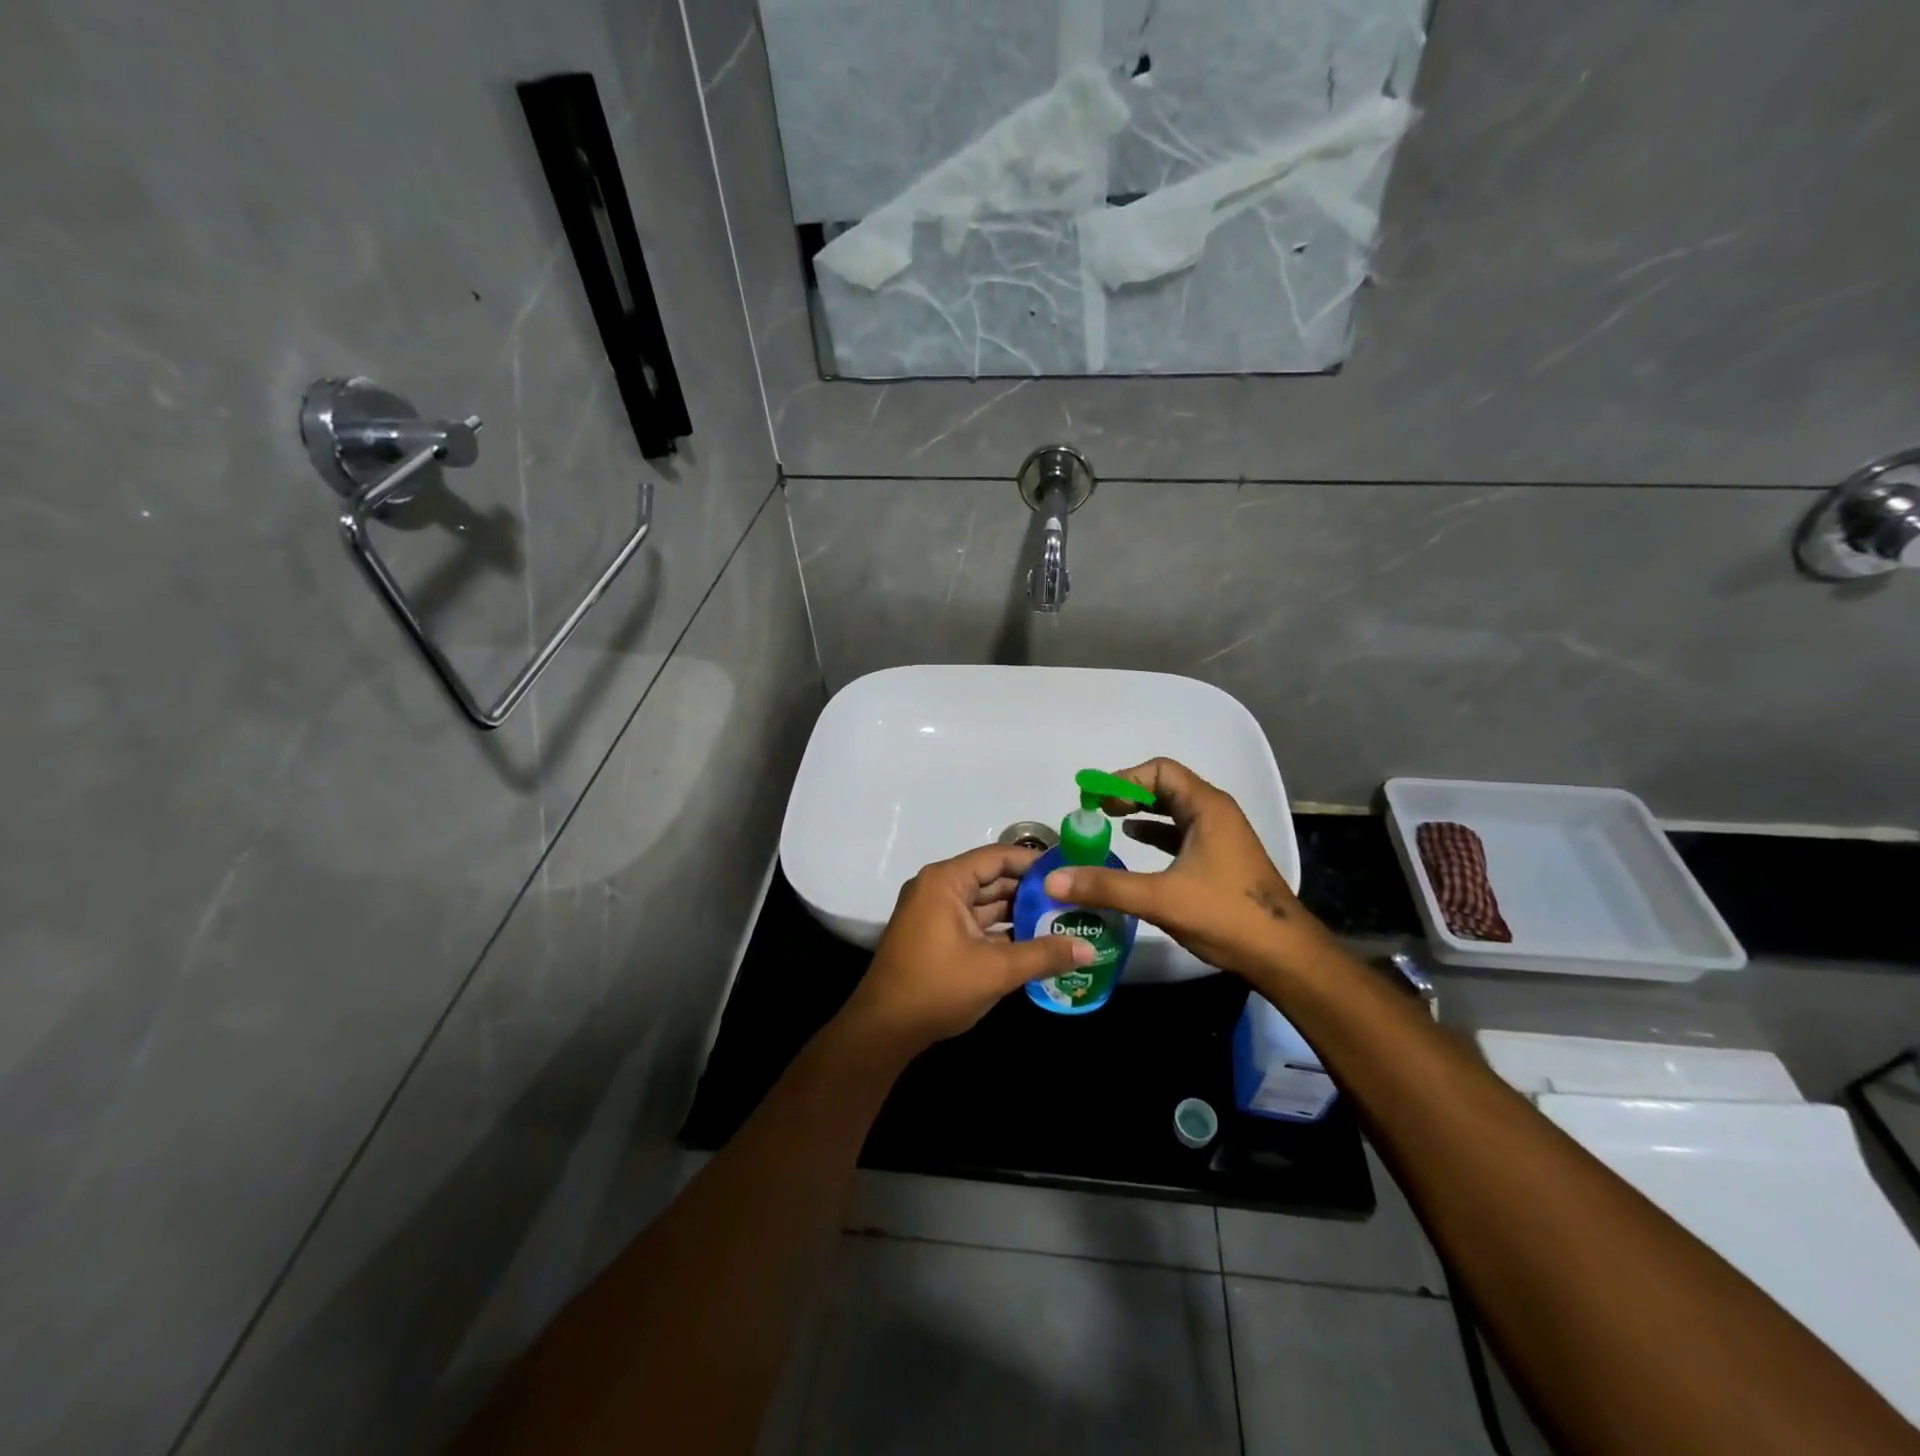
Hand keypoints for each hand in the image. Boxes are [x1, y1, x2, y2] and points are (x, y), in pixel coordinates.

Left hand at [842, 844, 1093, 1053]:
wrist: (883, 1030)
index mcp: (945, 881)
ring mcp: (934, 912)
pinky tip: (1034, 942)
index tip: (1070, 871)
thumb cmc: (937, 988)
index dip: (1035, 863)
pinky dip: (1000, 930)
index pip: (998, 857)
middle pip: (992, 879)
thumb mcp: (996, 971)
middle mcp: (938, 888)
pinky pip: (974, 922)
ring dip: (1018, 913)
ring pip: (984, 903)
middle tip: (1074, 900)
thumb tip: (1091, 949)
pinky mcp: (935, 935)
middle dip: (1030, 891)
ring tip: (1062, 920)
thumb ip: (1044, 955)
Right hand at [1042, 758, 1336, 980]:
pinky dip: (1155, 831)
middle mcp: (1215, 813)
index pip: (1159, 771)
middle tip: (1095, 809)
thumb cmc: (1226, 915)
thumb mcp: (1160, 899)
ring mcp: (1220, 835)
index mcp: (1207, 808)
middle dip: (1128, 793)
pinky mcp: (1220, 858)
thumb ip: (1106, 887)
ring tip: (1107, 821)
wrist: (1283, 955)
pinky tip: (1133, 842)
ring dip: (1140, 811)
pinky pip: (1180, 831)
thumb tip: (1053, 880)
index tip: (1094, 798)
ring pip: (1173, 809)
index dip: (1123, 779)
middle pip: (1165, 786)